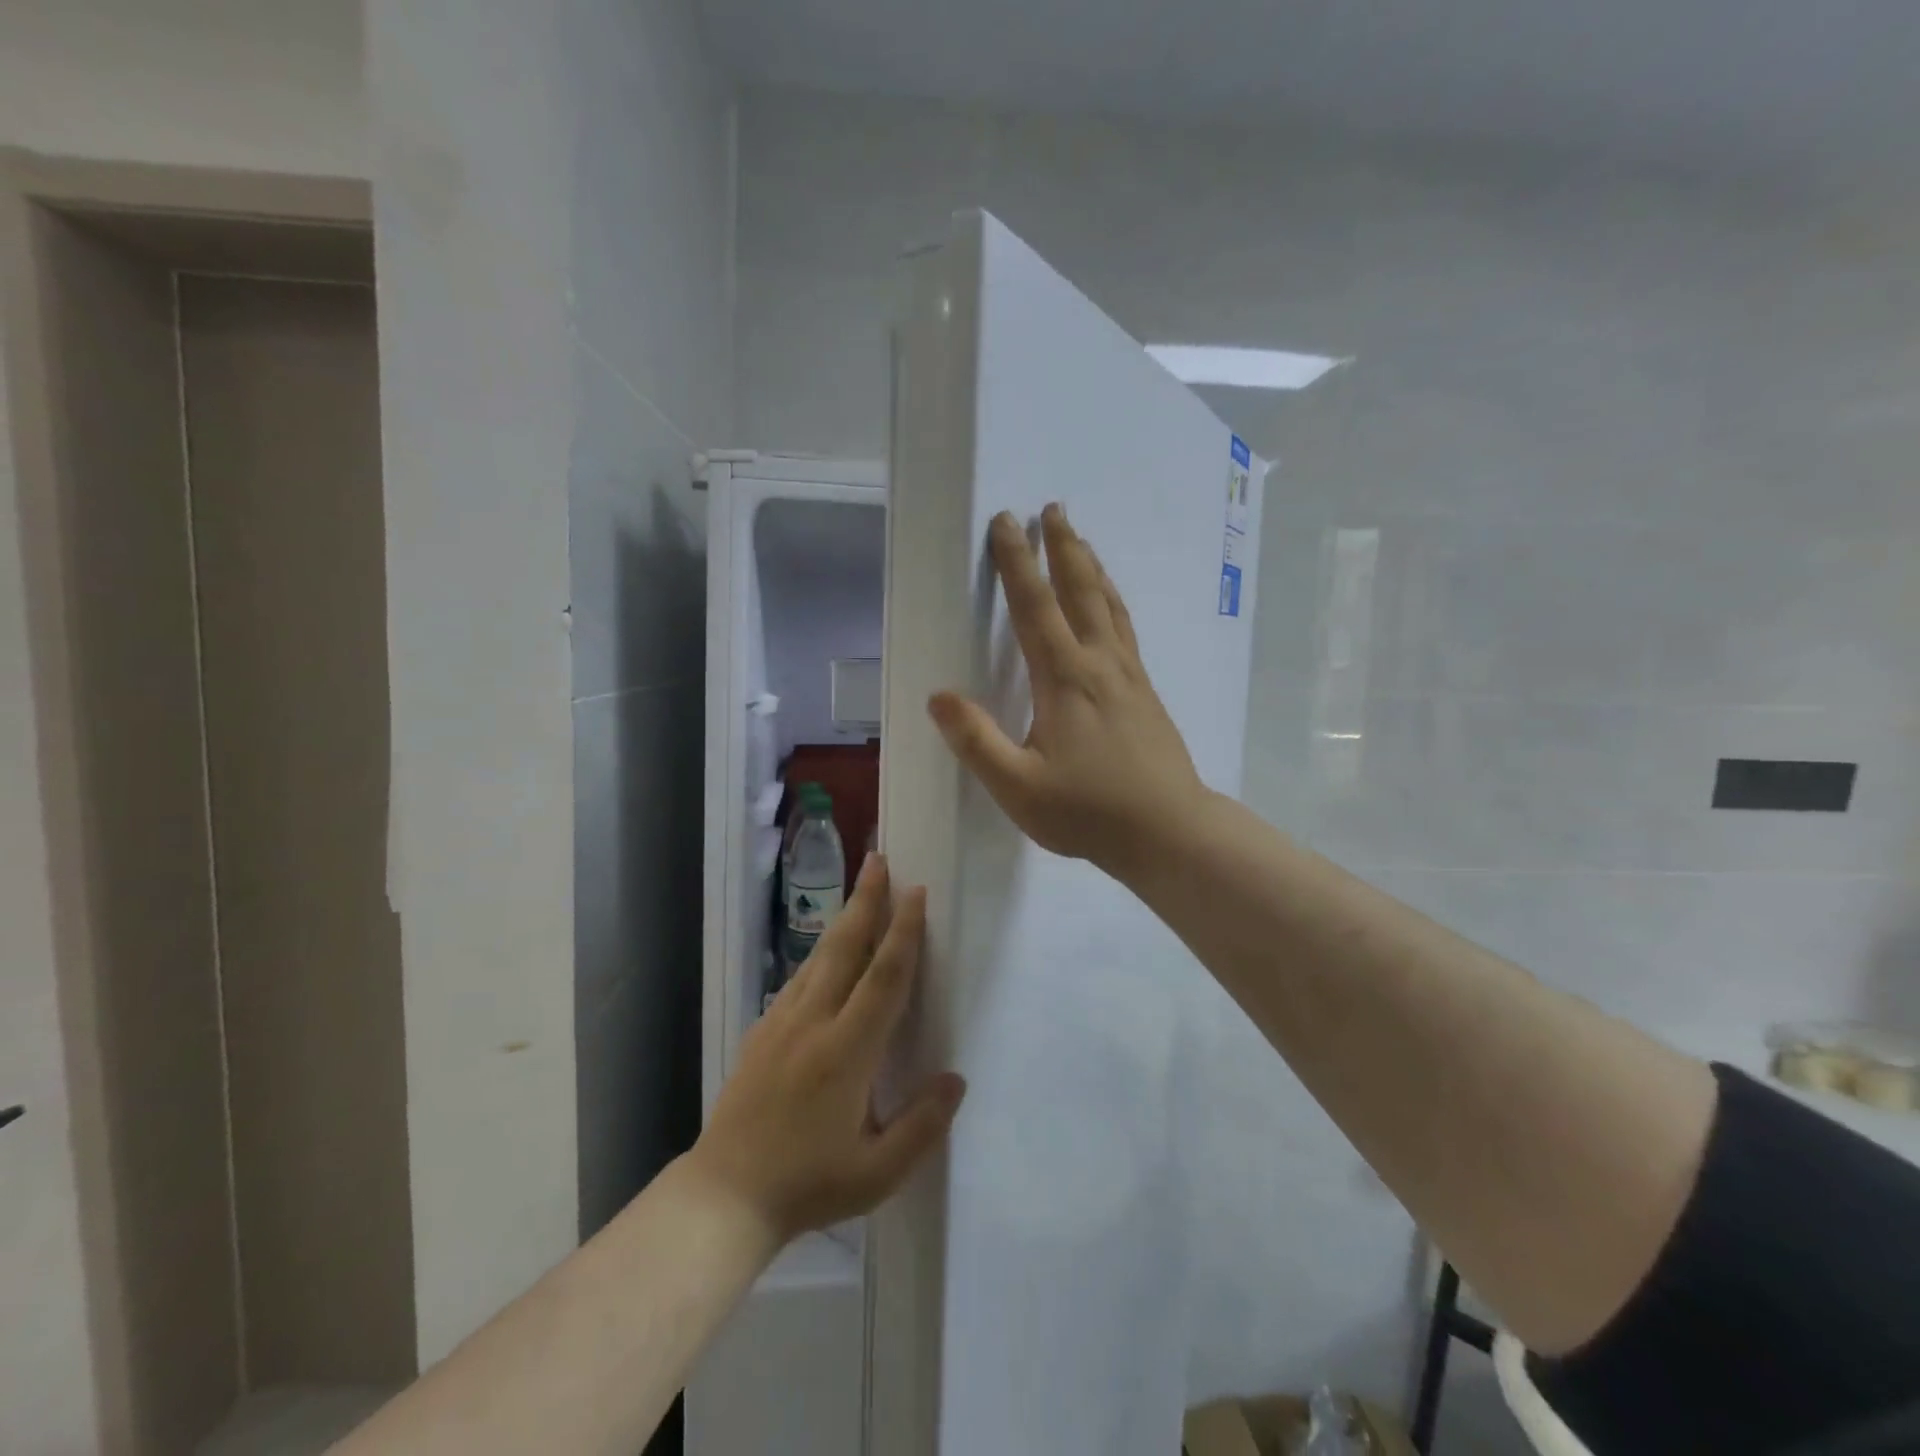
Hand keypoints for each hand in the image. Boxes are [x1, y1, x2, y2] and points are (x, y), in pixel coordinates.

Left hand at [686, 854, 964, 1244]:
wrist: (725, 1195)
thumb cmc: (808, 1185)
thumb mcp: (877, 1172)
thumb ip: (922, 1125)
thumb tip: (955, 1079)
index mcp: (847, 1052)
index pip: (883, 978)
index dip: (903, 932)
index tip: (916, 893)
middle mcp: (813, 1023)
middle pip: (845, 948)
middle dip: (866, 901)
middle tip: (880, 859)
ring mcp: (782, 1024)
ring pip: (819, 957)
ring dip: (843, 920)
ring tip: (860, 890)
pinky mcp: (762, 1032)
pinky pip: (798, 980)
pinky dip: (820, 954)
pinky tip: (827, 952)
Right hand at [928, 503, 1208, 879]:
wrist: (1170, 831)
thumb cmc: (1089, 812)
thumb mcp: (1019, 788)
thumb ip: (977, 742)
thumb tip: (939, 697)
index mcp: (1065, 679)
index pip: (1035, 607)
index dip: (1017, 562)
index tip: (1006, 522)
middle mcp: (1100, 664)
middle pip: (1080, 591)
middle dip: (1062, 548)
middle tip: (1052, 509)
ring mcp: (1129, 676)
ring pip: (1110, 606)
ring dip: (1091, 568)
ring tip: (1081, 542)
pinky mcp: (1146, 693)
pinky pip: (1126, 629)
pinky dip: (1113, 601)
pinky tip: (1111, 607)